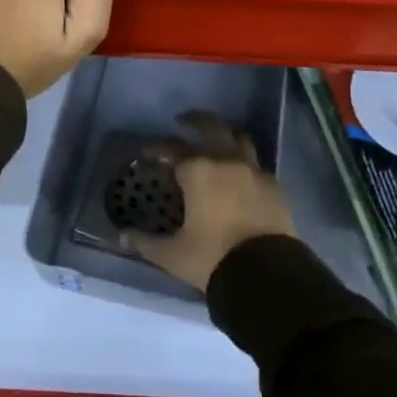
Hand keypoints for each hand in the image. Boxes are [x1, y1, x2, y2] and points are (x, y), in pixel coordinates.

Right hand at [128, 112, 296, 290]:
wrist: (267, 274)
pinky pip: (256, 164)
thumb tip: (122, 236)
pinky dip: (244, 161)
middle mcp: (226, 161)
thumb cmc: (212, 258)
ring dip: (225, 135)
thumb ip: (146, 243)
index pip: (172, 149)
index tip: (148, 153)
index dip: (158, 149)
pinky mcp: (274, 186)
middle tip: (183, 121)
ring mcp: (254, 171)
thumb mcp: (173, 254)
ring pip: (239, 139)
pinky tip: (239, 173)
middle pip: (211, 127)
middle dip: (195, 121)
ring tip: (216, 140)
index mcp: (198, 171)